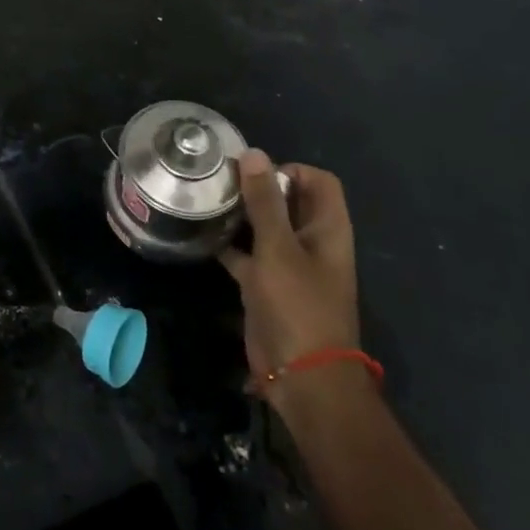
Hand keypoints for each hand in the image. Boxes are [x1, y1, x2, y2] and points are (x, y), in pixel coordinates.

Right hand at [219, 153, 359, 400]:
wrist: (303, 377)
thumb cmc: (298, 305)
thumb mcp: (278, 248)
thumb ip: (264, 201)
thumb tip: (253, 153)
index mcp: (327, 230)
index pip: (318, 181)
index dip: (290, 170)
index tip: (252, 173)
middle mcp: (312, 242)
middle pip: (289, 201)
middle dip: (257, 188)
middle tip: (220, 182)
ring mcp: (289, 266)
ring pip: (265, 227)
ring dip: (241, 214)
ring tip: (207, 201)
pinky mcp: (267, 286)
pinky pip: (247, 255)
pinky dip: (229, 244)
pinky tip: (201, 236)